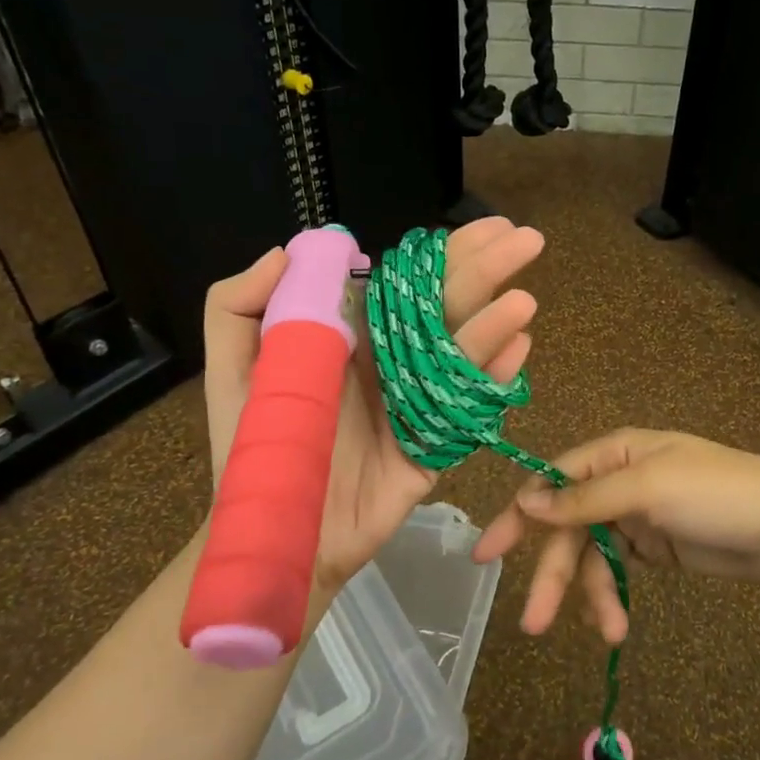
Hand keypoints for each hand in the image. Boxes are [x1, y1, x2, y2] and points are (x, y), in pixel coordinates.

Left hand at [203, 217, 543, 602]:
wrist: (278, 532)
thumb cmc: (255, 448)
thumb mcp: (231, 372)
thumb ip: (237, 307)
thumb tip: (288, 249)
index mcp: (356, 334)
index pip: (409, 280)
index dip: (447, 252)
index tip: (484, 227)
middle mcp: (396, 358)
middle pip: (447, 305)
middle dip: (487, 269)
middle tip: (528, 239)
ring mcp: (420, 399)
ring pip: (463, 351)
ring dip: (494, 324)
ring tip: (523, 301)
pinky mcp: (435, 442)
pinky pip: (468, 405)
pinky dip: (492, 377)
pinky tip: (518, 349)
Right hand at [472, 428, 759, 642]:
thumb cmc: (715, 494)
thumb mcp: (648, 489)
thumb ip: (585, 499)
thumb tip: (527, 503)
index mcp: (615, 454)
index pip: (553, 481)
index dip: (520, 516)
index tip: (488, 554)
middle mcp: (618, 482)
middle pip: (569, 528)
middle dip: (553, 574)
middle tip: (532, 623)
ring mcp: (636, 516)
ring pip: (591, 556)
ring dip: (591, 595)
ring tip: (607, 633)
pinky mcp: (653, 547)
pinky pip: (616, 571)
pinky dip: (611, 597)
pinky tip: (616, 625)